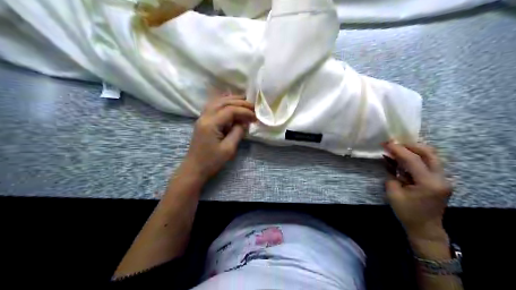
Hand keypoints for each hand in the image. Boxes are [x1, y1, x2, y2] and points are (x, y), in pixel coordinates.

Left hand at [180, 93, 255, 182]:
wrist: (194, 169)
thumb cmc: (211, 161)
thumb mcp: (228, 149)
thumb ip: (238, 132)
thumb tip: (245, 122)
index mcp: (211, 124)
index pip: (230, 110)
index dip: (244, 111)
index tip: (255, 117)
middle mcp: (205, 117)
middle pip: (223, 102)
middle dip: (240, 102)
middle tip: (253, 107)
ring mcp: (202, 118)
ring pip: (217, 101)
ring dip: (232, 100)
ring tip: (245, 101)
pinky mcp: (203, 121)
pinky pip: (213, 106)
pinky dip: (224, 102)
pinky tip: (231, 103)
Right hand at [382, 142, 452, 240]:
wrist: (426, 229)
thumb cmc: (408, 213)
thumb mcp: (393, 194)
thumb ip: (391, 175)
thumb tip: (390, 161)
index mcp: (428, 183)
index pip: (413, 160)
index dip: (399, 149)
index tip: (387, 143)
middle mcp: (441, 178)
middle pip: (429, 153)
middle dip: (411, 146)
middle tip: (396, 144)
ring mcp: (444, 179)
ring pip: (432, 156)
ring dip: (416, 150)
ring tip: (401, 150)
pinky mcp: (443, 181)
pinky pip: (432, 164)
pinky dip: (419, 158)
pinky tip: (408, 159)